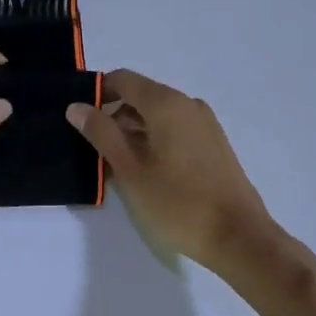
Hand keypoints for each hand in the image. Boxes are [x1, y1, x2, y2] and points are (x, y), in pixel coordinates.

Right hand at [66, 70, 276, 266]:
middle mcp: (188, 103)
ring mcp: (205, 123)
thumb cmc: (178, 203)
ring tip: (119, 165)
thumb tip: (77, 106)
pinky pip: (176, 128)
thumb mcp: (130, 170)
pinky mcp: (214, 143)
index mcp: (166, 103)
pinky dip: (156, 139)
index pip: (123, 79)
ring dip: (135, 130)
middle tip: (95, 148)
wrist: (238, 236)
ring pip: (159, 114)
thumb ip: (102, 133)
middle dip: (115, 116)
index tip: (81, 119)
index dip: (98, 93)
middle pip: (142, 96)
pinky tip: (148, 171)